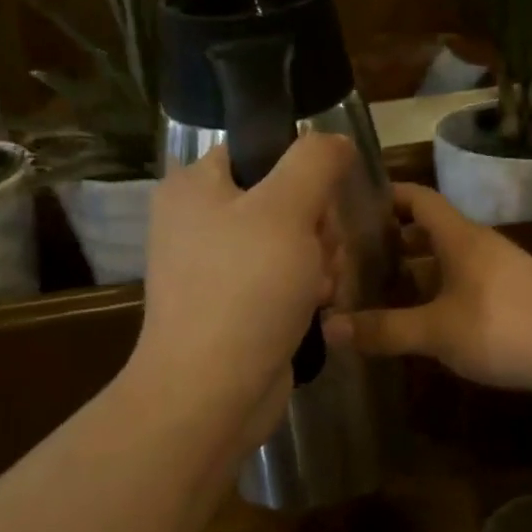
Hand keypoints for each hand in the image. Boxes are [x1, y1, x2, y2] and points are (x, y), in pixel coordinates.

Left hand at [132, 134, 354, 444]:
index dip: (301, 172)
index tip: (320, 203)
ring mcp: (218, 268)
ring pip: (294, 243)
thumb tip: (335, 140)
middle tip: (318, 253)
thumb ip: (315, 161)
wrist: (212, 391)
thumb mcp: (287, 208)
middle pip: (285, 200)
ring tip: (317, 290)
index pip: (260, 151)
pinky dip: (306, 293)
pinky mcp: (236, 307)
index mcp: (196, 186)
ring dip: (320, 263)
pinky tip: (316, 310)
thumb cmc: (245, 288)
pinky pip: (285, 281)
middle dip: (317, 229)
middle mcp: (200, 221)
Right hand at [324, 182, 531, 396]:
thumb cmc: (505, 328)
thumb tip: (329, 328)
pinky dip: (435, 294)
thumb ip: (384, 330)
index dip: (387, 196)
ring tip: (375, 291)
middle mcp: (478, 246)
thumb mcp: (437, 331)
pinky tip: (419, 320)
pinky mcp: (510, 298)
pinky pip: (461, 284)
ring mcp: (498, 272)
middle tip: (350, 259)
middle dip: (392, 242)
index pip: (418, 198)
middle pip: (429, 232)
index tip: (351, 205)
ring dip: (413, 272)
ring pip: (445, 262)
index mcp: (459, 237)